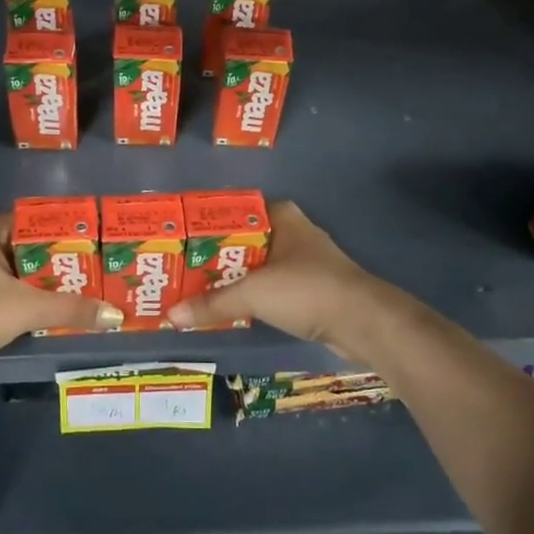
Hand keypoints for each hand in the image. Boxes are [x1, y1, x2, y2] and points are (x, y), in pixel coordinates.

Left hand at [0, 213, 122, 376]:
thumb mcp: (26, 307)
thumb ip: (72, 309)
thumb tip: (116, 315)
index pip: (43, 223)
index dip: (74, 236)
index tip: (104, 248)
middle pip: (36, 250)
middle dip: (67, 265)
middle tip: (105, 274)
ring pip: (26, 275)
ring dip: (52, 287)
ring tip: (92, 294)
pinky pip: (15, 294)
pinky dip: (35, 303)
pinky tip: (62, 314)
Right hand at [167, 200, 397, 363]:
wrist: (363, 322)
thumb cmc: (306, 289)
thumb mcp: (253, 293)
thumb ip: (213, 302)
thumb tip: (171, 314)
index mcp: (281, 216)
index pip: (235, 212)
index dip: (207, 225)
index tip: (179, 240)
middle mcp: (292, 232)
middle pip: (243, 241)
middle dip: (215, 256)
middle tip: (180, 269)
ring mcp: (303, 261)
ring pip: (257, 266)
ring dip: (232, 278)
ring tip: (196, 290)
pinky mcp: (310, 289)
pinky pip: (270, 287)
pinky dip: (251, 296)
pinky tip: (228, 308)